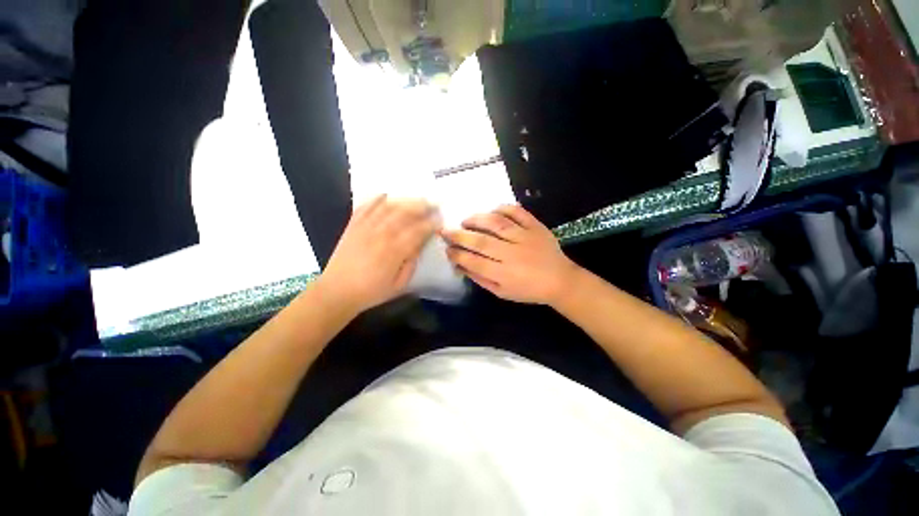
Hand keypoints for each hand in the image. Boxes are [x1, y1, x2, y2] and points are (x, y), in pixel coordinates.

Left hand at [317, 195, 439, 313]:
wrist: (337, 291)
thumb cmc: (372, 291)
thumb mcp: (399, 283)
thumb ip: (411, 262)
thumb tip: (419, 244)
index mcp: (394, 250)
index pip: (418, 230)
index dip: (431, 223)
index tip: (440, 219)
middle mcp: (381, 234)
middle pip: (405, 213)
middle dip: (422, 206)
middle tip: (433, 203)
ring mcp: (365, 227)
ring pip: (388, 206)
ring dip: (404, 200)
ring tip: (416, 198)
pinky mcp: (353, 225)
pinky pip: (366, 206)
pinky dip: (376, 198)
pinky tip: (386, 195)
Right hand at [443, 205, 580, 304]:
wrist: (560, 281)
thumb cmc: (528, 290)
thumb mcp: (502, 292)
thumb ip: (481, 279)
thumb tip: (461, 266)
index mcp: (504, 274)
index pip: (473, 262)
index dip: (457, 254)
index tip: (446, 249)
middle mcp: (512, 254)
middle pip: (481, 242)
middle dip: (459, 235)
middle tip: (445, 230)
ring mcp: (525, 238)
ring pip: (496, 224)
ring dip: (477, 220)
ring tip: (465, 220)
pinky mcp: (535, 226)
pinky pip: (517, 212)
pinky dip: (502, 208)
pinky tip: (491, 211)